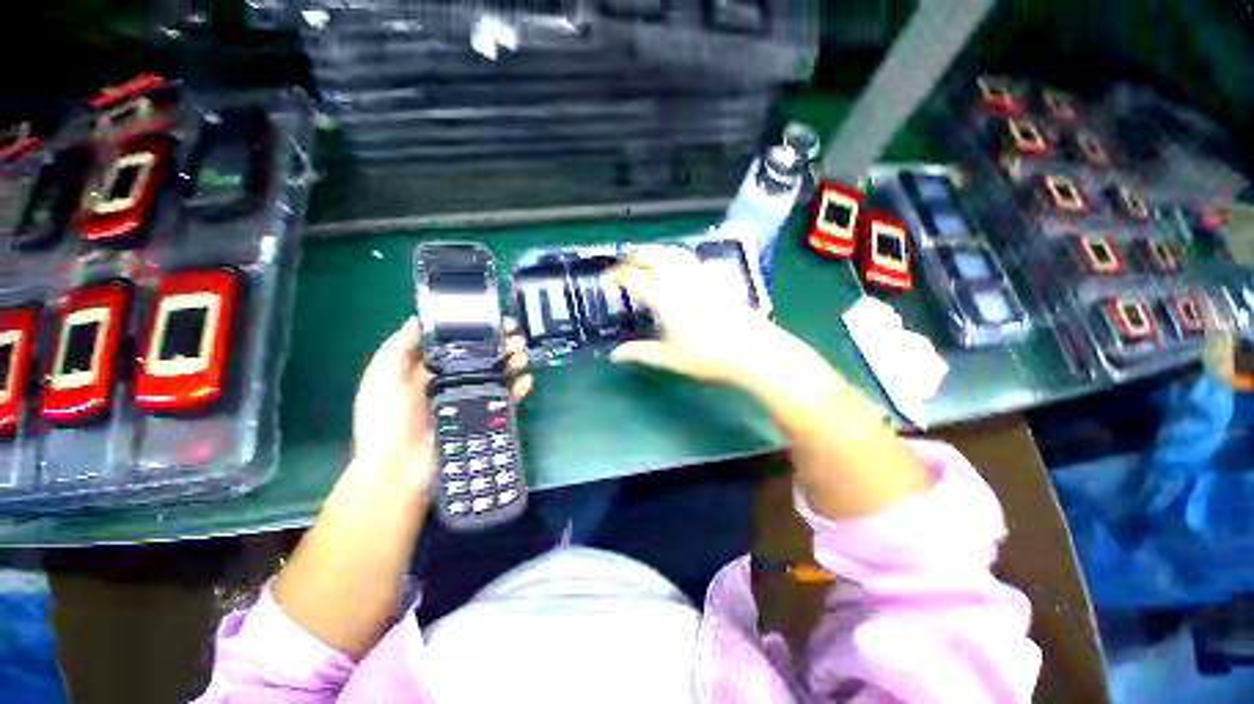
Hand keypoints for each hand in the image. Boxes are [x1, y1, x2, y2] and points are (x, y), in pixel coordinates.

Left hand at [351, 317, 532, 496]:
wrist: (400, 472)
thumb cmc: (386, 423)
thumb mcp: (382, 380)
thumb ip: (397, 349)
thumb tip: (417, 319)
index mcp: (430, 369)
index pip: (458, 342)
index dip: (477, 328)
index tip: (494, 318)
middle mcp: (454, 380)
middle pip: (484, 356)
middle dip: (502, 343)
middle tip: (516, 336)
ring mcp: (472, 399)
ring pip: (499, 374)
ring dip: (514, 361)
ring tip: (523, 355)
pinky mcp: (485, 417)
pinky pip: (507, 399)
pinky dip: (519, 388)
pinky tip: (526, 379)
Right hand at [606, 245, 777, 385]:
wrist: (749, 349)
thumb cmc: (705, 354)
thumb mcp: (668, 356)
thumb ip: (639, 352)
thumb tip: (614, 355)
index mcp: (662, 293)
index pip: (632, 278)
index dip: (617, 276)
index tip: (607, 277)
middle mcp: (679, 277)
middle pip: (653, 255)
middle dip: (636, 254)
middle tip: (626, 259)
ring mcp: (701, 274)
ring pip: (676, 253)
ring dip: (660, 252)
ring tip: (653, 257)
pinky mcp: (719, 277)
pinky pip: (698, 262)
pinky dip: (686, 261)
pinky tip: (688, 269)